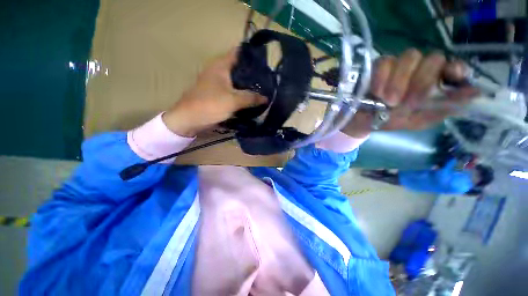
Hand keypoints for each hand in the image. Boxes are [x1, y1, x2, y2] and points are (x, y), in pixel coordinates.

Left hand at [162, 49, 266, 136]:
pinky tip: (252, 99)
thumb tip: (266, 98)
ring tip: (263, 89)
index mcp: (221, 66)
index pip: (239, 53)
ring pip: (237, 81)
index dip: (252, 56)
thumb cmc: (210, 105)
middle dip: (253, 74)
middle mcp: (219, 71)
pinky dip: (242, 94)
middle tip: (268, 80)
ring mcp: (218, 83)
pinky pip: (234, 91)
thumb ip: (251, 98)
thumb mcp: (233, 101)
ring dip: (248, 85)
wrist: (190, 119)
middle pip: (240, 68)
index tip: (266, 63)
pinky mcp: (218, 94)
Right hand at [342, 49, 478, 137]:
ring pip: (409, 57)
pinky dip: (381, 77)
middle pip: (433, 58)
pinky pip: (384, 62)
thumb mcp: (419, 121)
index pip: (453, 67)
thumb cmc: (392, 121)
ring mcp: (399, 65)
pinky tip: (376, 92)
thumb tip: (476, 94)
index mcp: (434, 83)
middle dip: (421, 81)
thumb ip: (444, 108)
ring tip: (388, 101)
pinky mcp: (379, 66)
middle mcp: (420, 69)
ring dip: (400, 80)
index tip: (450, 75)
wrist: (363, 121)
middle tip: (406, 102)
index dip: (454, 69)